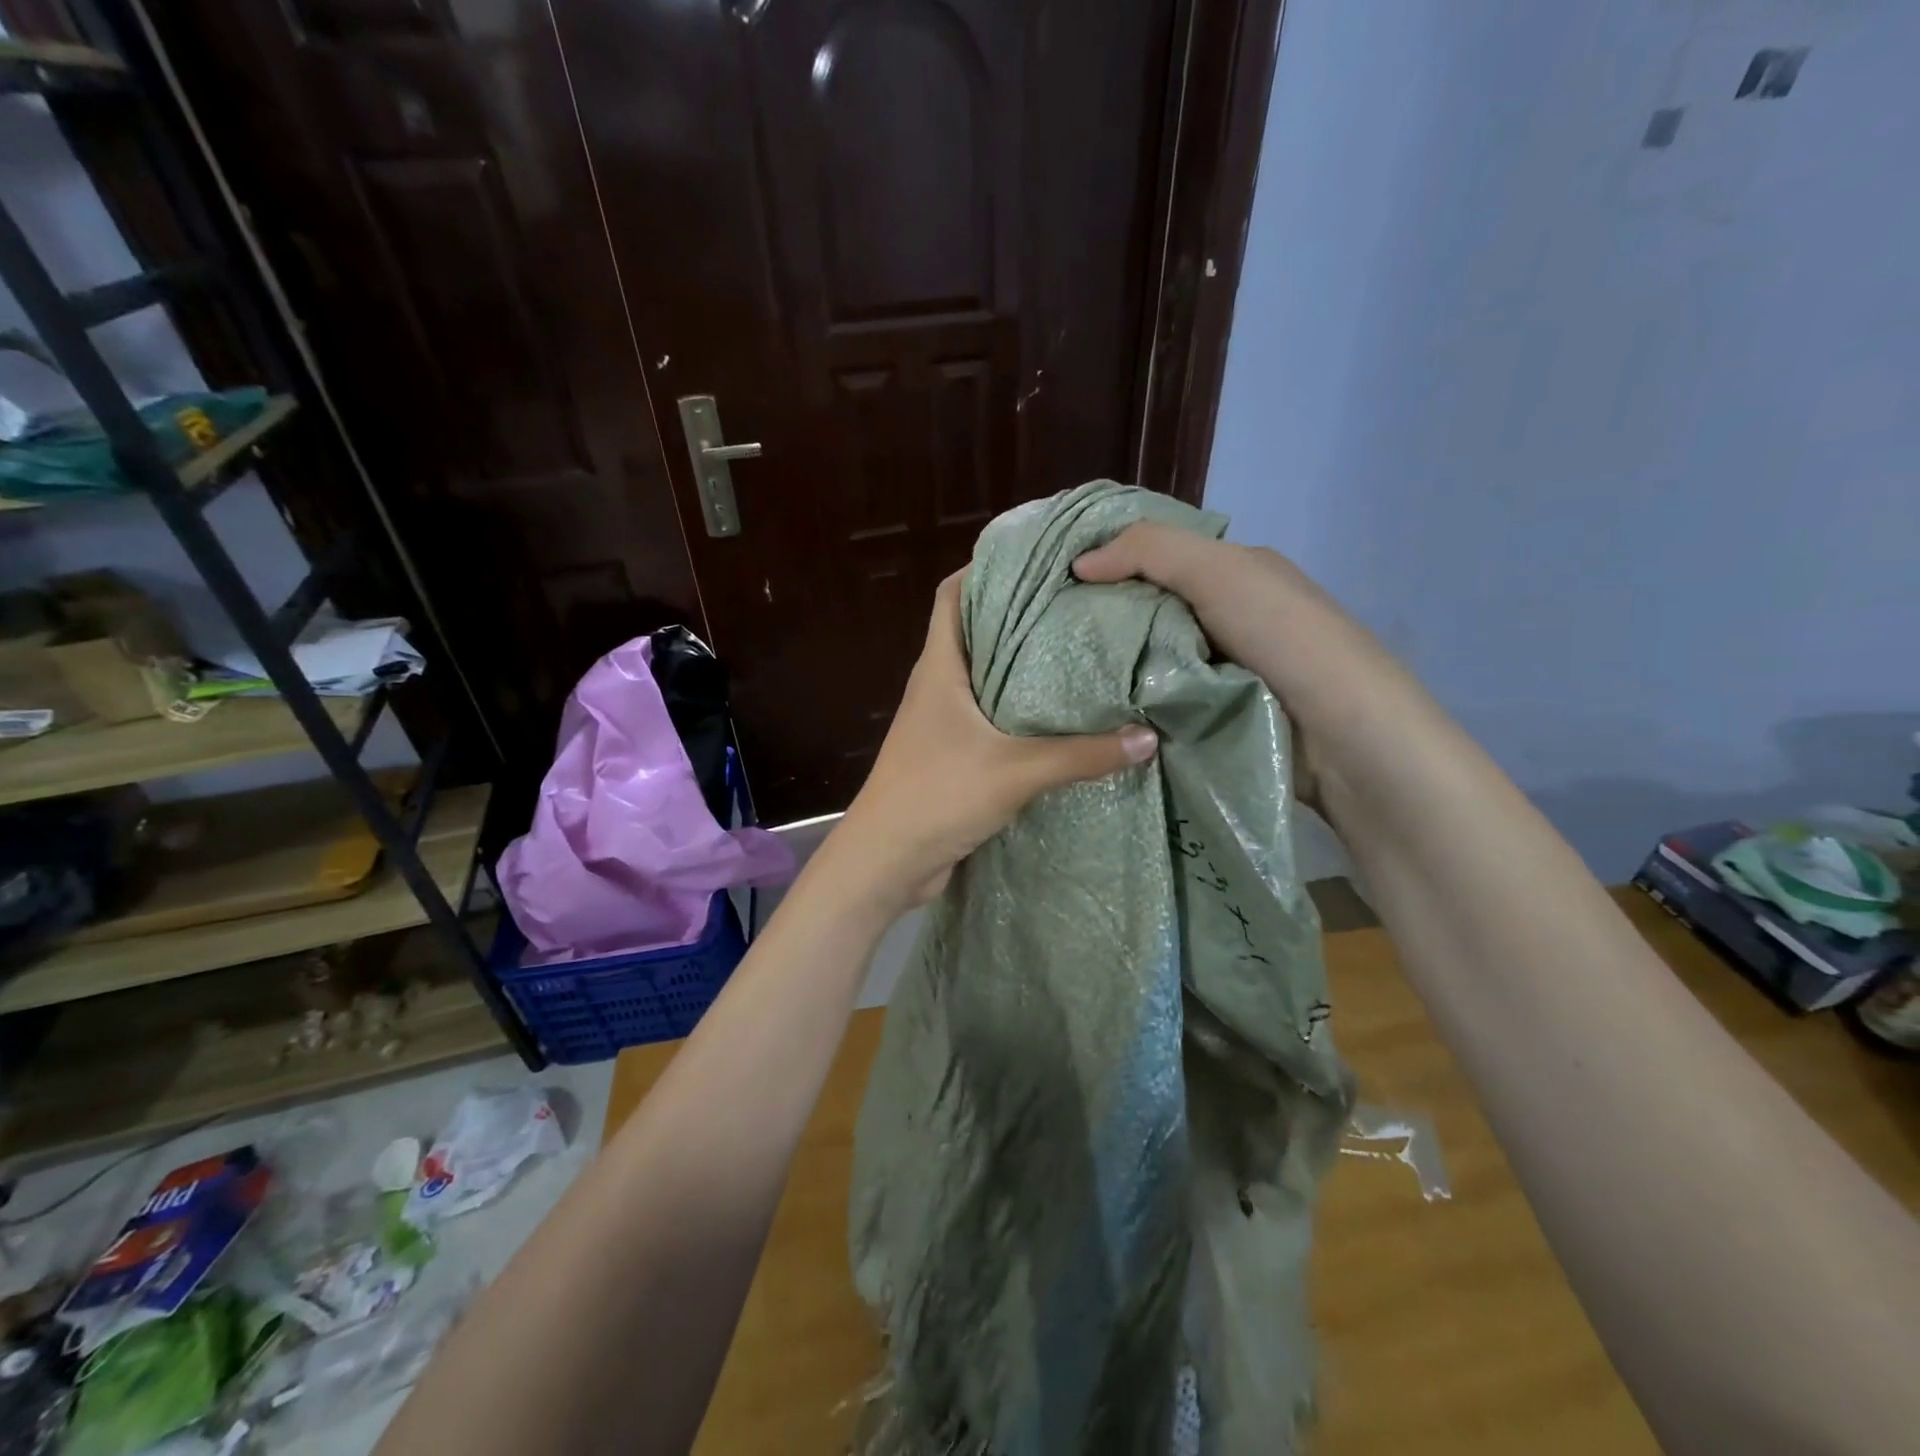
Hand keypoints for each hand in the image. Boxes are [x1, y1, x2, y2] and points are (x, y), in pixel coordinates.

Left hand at [829, 571, 1157, 910]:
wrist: (887, 862)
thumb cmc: (937, 796)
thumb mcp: (1015, 771)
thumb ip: (1081, 754)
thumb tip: (1147, 738)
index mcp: (939, 668)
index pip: (952, 595)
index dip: (985, 567)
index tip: (1036, 556)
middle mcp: (938, 687)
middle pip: (976, 633)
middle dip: (1020, 615)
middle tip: (1079, 603)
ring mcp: (943, 723)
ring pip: (986, 679)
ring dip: (1023, 668)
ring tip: (1081, 652)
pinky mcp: (954, 756)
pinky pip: (991, 721)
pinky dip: (1021, 713)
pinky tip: (1062, 719)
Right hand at [1072, 522, 1409, 797]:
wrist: (1344, 736)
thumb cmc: (1284, 638)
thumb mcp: (1220, 573)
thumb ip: (1150, 553)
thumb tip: (1079, 564)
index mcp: (1235, 574)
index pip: (1158, 557)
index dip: (1110, 561)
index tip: (1055, 580)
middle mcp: (1228, 617)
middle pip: (1149, 610)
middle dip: (1102, 618)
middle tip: (1045, 633)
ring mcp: (1221, 671)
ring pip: (1151, 659)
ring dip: (1113, 667)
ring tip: (1057, 674)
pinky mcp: (1214, 717)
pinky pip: (1160, 701)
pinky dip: (1132, 703)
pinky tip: (1094, 708)